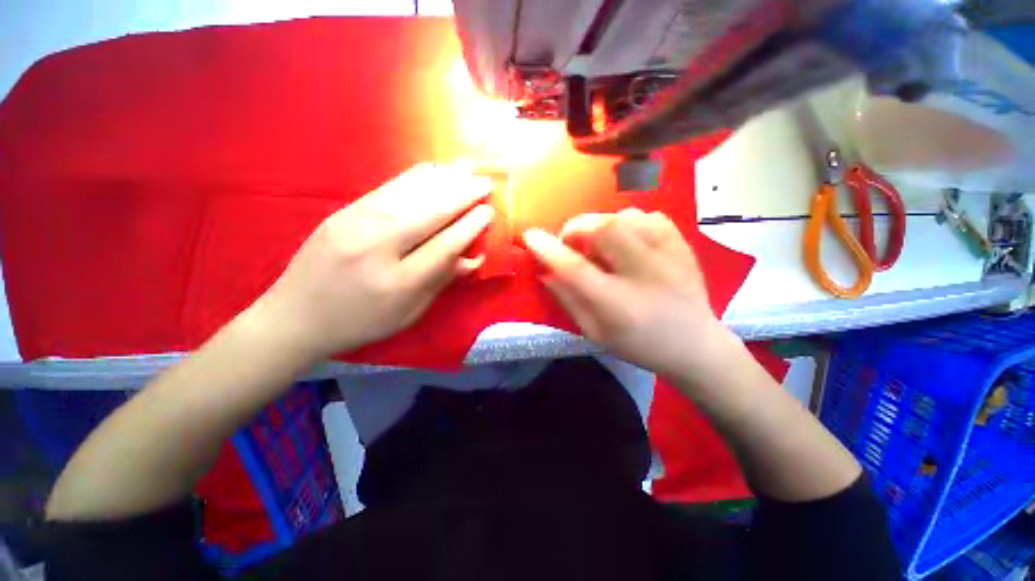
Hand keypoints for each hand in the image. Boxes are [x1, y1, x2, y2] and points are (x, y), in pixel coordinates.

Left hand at [247, 163, 493, 362]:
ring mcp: (355, 223)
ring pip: (408, 194)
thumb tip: (472, 257)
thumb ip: (440, 281)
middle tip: (485, 183)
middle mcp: (376, 246)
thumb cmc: (360, 321)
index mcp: (397, 282)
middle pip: (428, 213)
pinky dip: (415, 177)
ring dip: (442, 179)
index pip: (443, 246)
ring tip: (466, 168)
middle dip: (461, 195)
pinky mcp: (344, 211)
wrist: (295, 316)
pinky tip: (432, 170)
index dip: (469, 227)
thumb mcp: (408, 312)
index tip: (489, 212)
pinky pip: (388, 188)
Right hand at [522, 209, 738, 379]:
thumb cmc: (640, 345)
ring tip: (599, 242)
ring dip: (601, 224)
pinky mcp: (683, 246)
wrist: (696, 346)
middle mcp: (644, 274)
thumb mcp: (595, 332)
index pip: (575, 269)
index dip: (549, 249)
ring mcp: (668, 256)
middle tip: (571, 241)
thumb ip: (568, 300)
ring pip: (625, 217)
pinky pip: (649, 216)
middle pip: (604, 229)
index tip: (530, 236)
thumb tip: (546, 272)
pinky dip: (629, 221)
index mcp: (618, 304)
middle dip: (577, 228)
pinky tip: (627, 239)